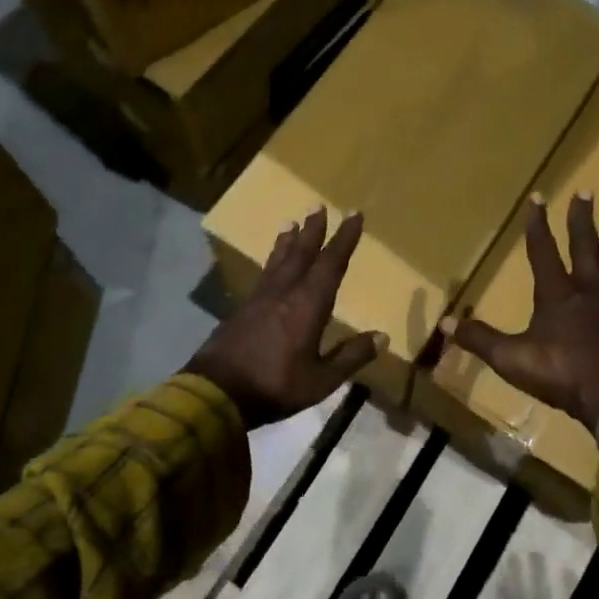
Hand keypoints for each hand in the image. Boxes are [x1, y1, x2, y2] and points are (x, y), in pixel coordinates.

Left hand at [188, 208, 385, 428]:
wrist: (216, 392)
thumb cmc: (275, 386)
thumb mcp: (322, 380)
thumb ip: (351, 356)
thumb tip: (382, 336)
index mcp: (308, 305)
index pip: (331, 264)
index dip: (344, 239)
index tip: (354, 215)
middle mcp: (284, 293)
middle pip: (301, 254)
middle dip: (314, 230)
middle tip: (318, 206)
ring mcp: (260, 300)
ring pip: (278, 261)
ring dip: (288, 241)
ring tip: (292, 223)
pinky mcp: (242, 310)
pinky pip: (264, 275)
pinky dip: (272, 261)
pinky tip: (271, 266)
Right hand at [447, 193, 598, 432]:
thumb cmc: (560, 374)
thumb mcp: (511, 358)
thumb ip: (479, 339)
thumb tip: (445, 323)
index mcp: (556, 294)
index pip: (544, 251)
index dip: (538, 224)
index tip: (539, 197)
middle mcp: (586, 292)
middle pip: (584, 248)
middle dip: (581, 220)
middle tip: (586, 191)